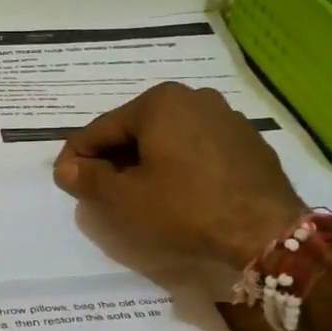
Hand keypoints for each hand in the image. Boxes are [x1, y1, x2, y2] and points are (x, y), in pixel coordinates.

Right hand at [52, 82, 305, 269]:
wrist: (267, 233)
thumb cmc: (185, 208)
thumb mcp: (124, 198)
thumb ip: (87, 178)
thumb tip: (65, 167)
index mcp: (159, 101)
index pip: (101, 128)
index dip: (77, 156)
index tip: (64, 180)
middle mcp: (193, 97)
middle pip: (136, 130)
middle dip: (114, 159)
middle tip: (101, 191)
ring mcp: (226, 118)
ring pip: (168, 139)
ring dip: (146, 163)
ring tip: (139, 196)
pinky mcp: (248, 143)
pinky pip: (198, 149)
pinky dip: (180, 167)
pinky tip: (178, 195)